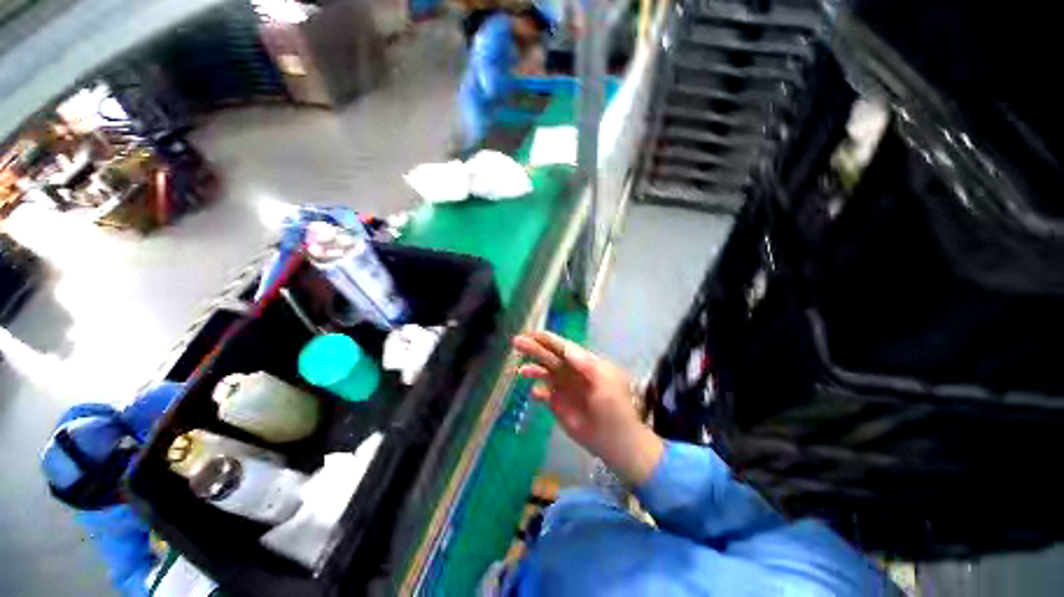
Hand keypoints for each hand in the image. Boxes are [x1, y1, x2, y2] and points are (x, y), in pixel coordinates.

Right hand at [513, 331, 663, 484]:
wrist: (615, 440)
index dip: (548, 339)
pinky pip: (542, 393)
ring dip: (532, 369)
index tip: (531, 333)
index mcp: (585, 362)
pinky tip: (535, 393)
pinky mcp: (557, 403)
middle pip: (550, 357)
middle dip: (534, 349)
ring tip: (520, 370)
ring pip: (543, 373)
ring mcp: (563, 387)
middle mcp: (572, 371)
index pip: (563, 346)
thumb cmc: (614, 407)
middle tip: (516, 342)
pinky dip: (537, 391)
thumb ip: (584, 363)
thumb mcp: (604, 380)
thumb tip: (565, 347)